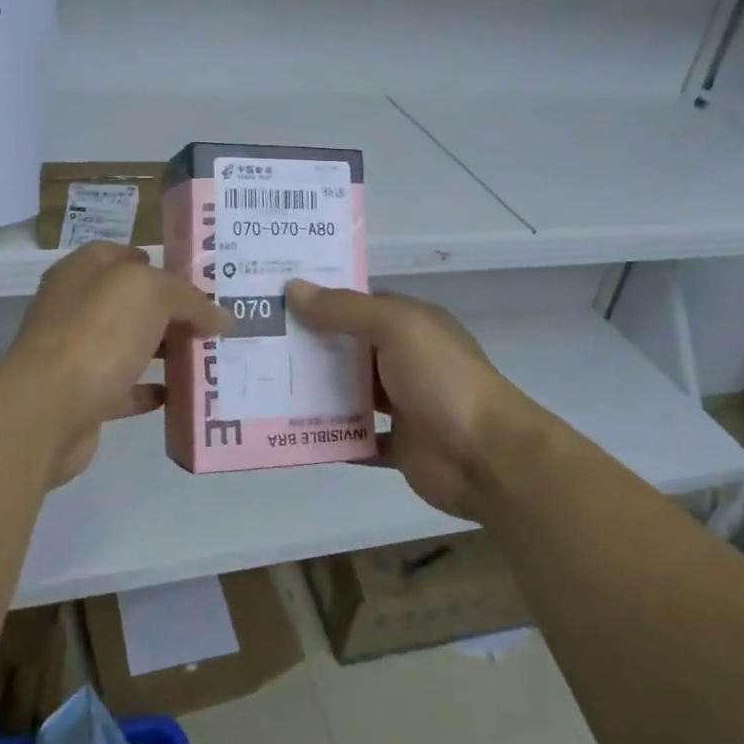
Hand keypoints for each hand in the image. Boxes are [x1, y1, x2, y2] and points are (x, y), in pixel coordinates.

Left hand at [1, 243, 228, 486]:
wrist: (48, 410)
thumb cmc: (98, 333)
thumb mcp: (152, 294)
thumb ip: (189, 299)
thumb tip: (220, 316)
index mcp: (82, 273)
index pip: (118, 255)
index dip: (154, 261)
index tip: (192, 278)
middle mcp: (73, 308)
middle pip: (127, 302)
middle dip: (167, 310)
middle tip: (209, 320)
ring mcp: (75, 354)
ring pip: (126, 344)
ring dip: (161, 349)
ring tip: (203, 355)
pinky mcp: (82, 396)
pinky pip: (123, 388)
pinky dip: (149, 390)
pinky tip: (178, 394)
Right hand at [287, 282, 538, 519]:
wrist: (487, 455)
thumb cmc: (442, 379)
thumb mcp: (395, 328)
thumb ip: (345, 310)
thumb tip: (295, 287)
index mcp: (410, 325)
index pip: (359, 304)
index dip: (321, 300)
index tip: (277, 299)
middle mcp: (405, 359)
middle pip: (349, 348)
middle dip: (309, 347)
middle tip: (257, 344)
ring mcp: (403, 404)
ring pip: (350, 393)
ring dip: (316, 392)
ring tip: (264, 386)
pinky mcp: (398, 445)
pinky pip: (357, 439)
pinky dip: (332, 437)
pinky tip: (294, 432)